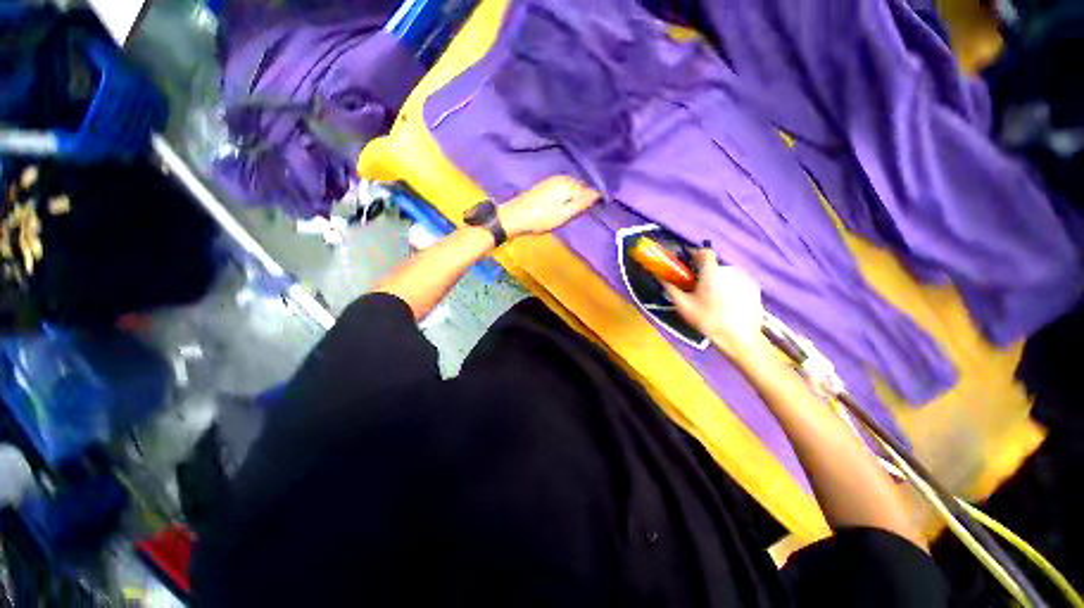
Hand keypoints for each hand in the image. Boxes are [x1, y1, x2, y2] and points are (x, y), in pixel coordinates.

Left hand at [498, 176, 599, 237]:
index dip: (596, 198)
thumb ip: (581, 204)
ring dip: (578, 194)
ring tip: (581, 207)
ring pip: (572, 186)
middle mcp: (562, 178)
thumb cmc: (541, 219)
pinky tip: (568, 202)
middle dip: (587, 195)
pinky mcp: (546, 184)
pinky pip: (564, 186)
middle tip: (591, 209)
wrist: (515, 216)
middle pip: (581, 186)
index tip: (601, 207)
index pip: (589, 189)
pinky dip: (568, 193)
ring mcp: (553, 179)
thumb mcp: (564, 215)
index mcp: (568, 184)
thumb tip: (598, 195)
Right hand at [663, 249, 766, 360]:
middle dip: (704, 273)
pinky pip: (737, 283)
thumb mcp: (684, 306)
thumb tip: (661, 277)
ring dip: (717, 281)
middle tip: (696, 287)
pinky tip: (726, 304)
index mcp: (712, 272)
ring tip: (712, 298)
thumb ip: (671, 288)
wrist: (740, 338)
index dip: (695, 254)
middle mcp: (730, 270)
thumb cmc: (708, 320)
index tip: (687, 262)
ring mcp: (745, 279)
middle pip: (714, 266)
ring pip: (726, 275)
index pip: (704, 252)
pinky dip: (730, 288)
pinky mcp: (754, 289)